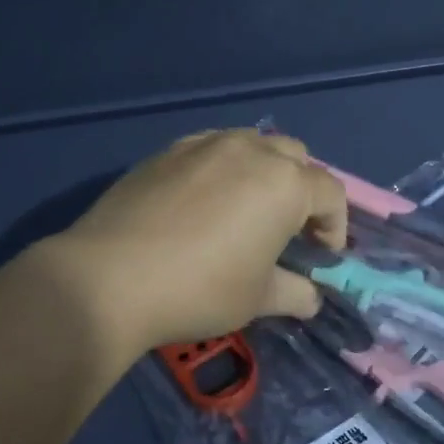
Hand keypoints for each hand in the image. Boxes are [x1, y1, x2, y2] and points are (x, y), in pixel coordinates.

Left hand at [44, 129, 348, 357]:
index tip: (321, 255)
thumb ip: (293, 293)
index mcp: (285, 184)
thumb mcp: (256, 299)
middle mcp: (252, 150)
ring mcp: (206, 144)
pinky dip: (222, 167)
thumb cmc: (199, 289)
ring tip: (246, 208)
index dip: (334, 225)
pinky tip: (203, 201)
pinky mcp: (169, 150)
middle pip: (296, 157)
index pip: (331, 193)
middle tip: (288, 228)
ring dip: (263, 171)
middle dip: (302, 189)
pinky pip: (211, 148)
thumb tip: (310, 299)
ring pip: (253, 144)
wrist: (109, 277)